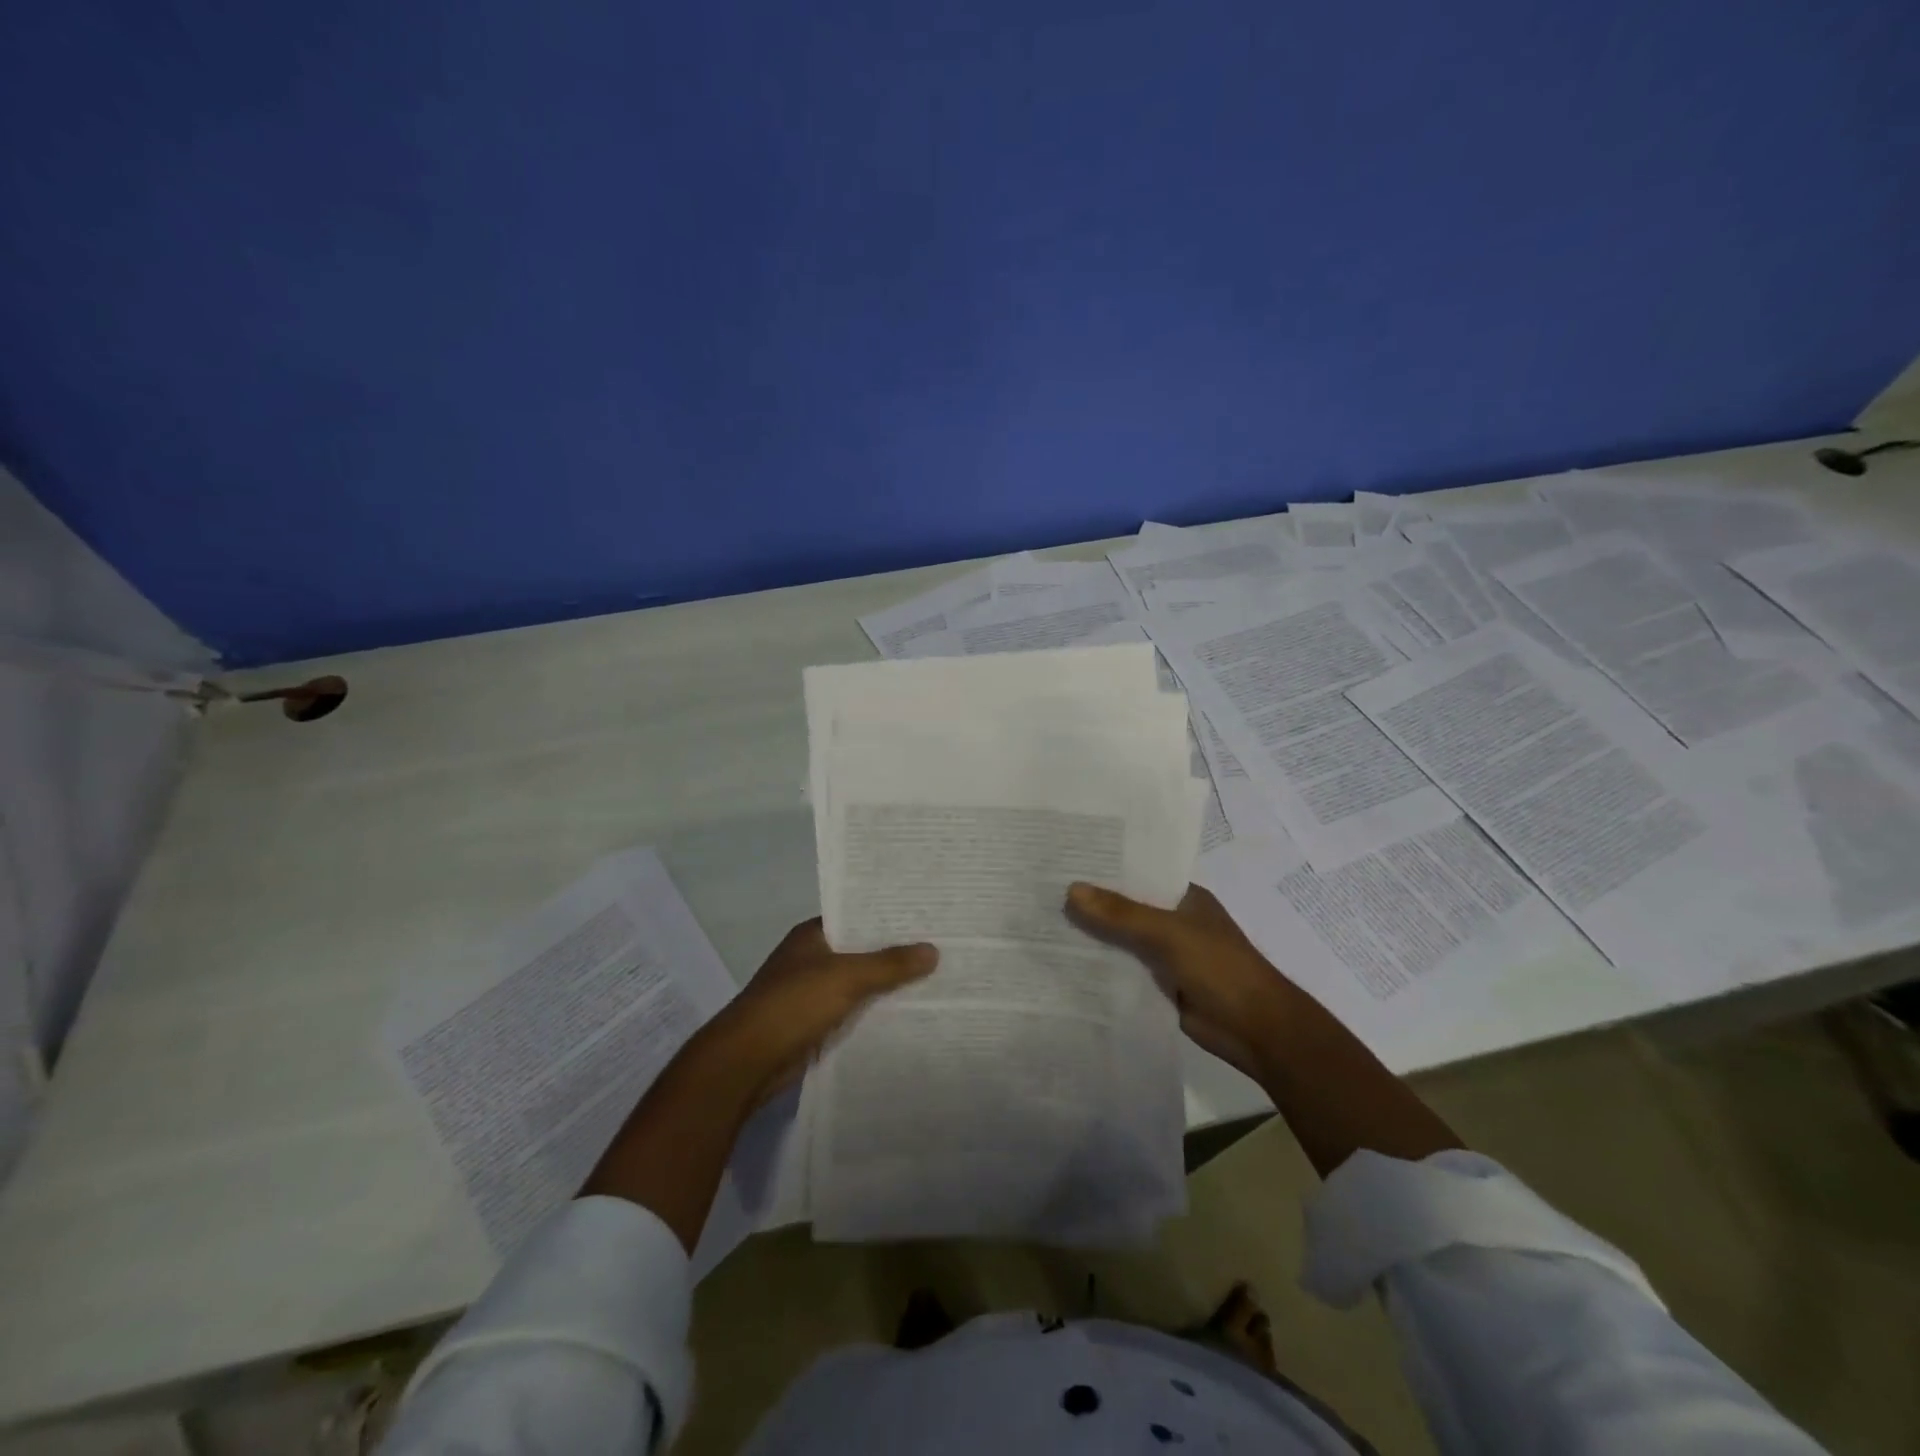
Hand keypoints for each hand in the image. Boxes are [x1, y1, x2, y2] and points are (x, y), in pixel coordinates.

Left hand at [704, 919, 937, 1108]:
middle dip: (894, 953)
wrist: (746, 1062)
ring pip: (858, 983)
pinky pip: (852, 1012)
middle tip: (940, 947)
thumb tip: (933, 950)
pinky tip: (906, 1014)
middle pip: (860, 951)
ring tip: (934, 979)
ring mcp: (810, 993)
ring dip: (886, 985)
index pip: (856, 917)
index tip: (926, 916)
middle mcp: (810, 959)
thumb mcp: (846, 977)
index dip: (888, 917)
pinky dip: (874, 1013)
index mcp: (812, 935)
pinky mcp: (813, 1025)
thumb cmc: (793, 1005)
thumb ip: (889, 964)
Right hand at [1066, 882, 1297, 1083]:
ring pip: (1122, 941)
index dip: (1104, 870)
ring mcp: (1167, 955)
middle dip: (1092, 905)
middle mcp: (1174, 922)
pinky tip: (1064, 964)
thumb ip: (1121, 914)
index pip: (1138, 875)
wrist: (1256, 1030)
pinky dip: (1101, 969)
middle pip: (1125, 909)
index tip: (1063, 862)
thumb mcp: (1168, 933)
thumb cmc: (1220, 968)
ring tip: (1043, 925)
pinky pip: (1124, 971)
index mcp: (1183, 898)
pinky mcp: (1160, 986)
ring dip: (1093, 938)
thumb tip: (1071, 890)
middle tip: (1042, 894)